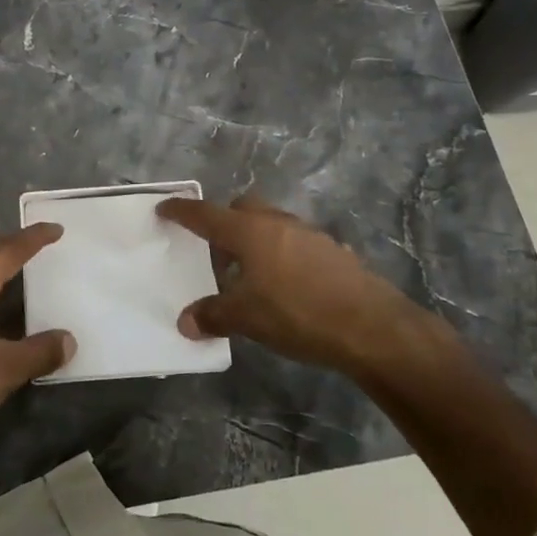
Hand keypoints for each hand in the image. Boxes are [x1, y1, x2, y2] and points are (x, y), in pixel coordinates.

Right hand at [156, 194, 454, 379]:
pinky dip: (283, 255)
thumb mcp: (247, 319)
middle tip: (214, 250)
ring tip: (250, 272)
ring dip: (256, 240)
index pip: (205, 214)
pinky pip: (297, 244)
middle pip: (243, 208)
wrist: (371, 327)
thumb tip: (186, 322)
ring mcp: (310, 235)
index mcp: (249, 231)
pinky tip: (286, 285)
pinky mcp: (334, 252)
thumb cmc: (297, 314)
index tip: (165, 208)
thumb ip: (213, 315)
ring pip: (273, 224)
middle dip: (225, 221)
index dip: (182, 211)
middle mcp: (278, 223)